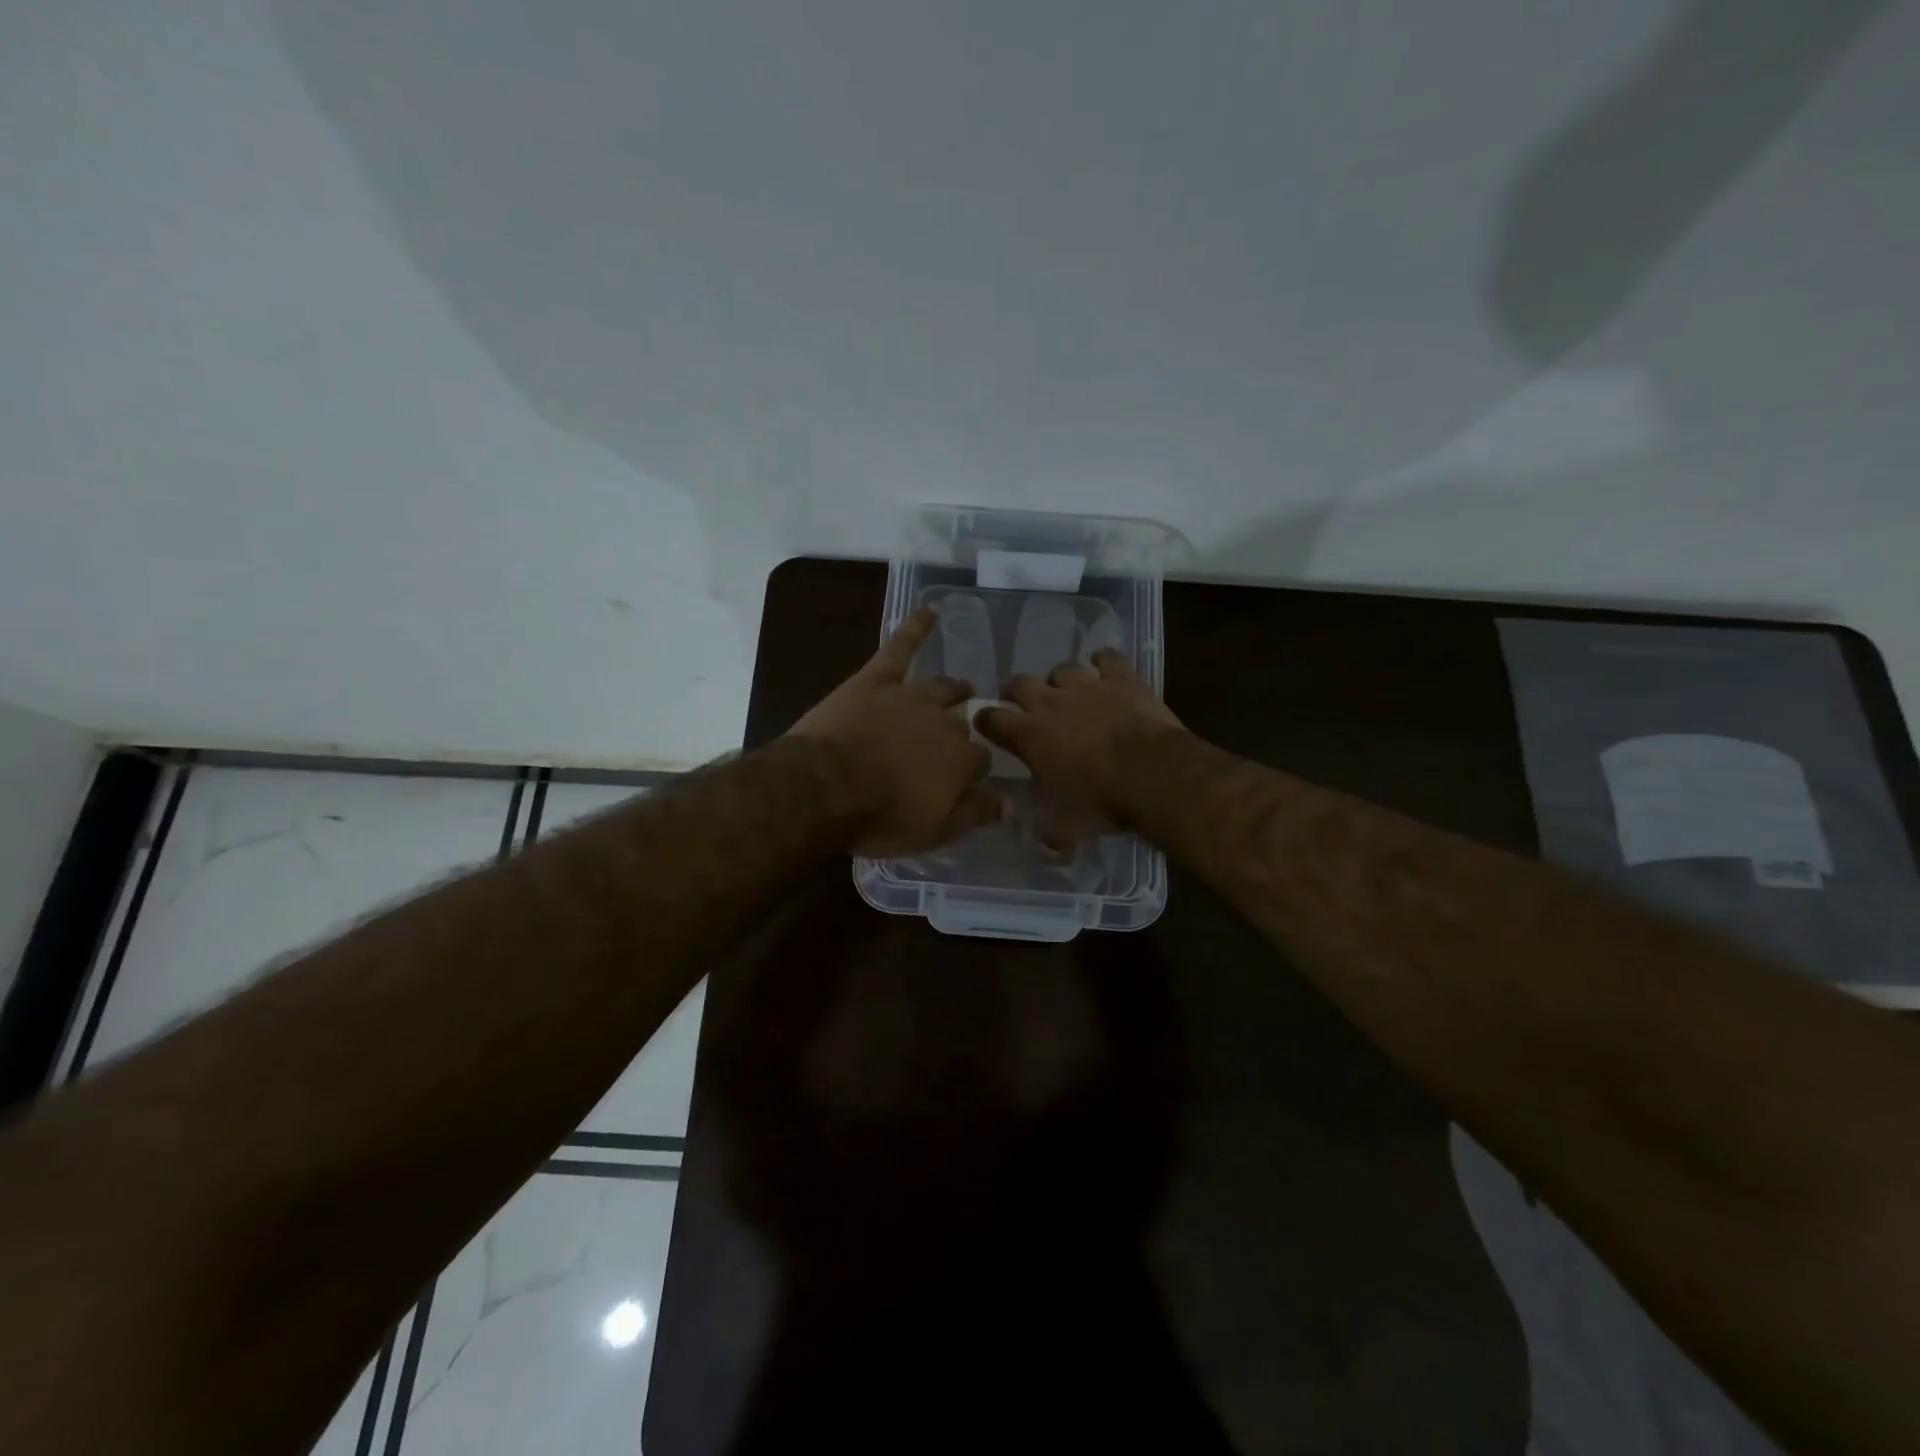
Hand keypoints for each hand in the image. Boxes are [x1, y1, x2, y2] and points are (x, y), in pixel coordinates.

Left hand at [788, 607, 1004, 855]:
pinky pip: (900, 647)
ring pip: (942, 688)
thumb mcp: (933, 832)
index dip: (973, 770)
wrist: (824, 787)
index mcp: (961, 760)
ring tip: (962, 688)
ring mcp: (911, 696)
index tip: (966, 780)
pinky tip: (929, 611)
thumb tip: (1009, 803)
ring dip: (954, 689)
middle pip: (962, 724)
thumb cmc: (879, 817)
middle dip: (962, 731)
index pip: (980, 760)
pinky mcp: (877, 680)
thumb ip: (973, 814)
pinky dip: (915, 628)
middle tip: (954, 740)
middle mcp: (945, 722)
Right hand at [973, 650, 1185, 832]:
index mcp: (1029, 735)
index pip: (991, 718)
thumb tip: (1043, 838)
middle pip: (1019, 682)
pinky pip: (1106, 658)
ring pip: (1061, 669)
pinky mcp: (1120, 677)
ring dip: (1061, 681)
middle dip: (1017, 692)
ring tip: (1070, 694)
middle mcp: (1050, 702)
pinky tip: (1106, 671)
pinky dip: (1103, 662)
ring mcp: (1086, 685)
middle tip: (1026, 706)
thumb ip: (1048, 829)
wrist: (1153, 774)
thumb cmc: (1102, 801)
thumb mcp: (1067, 827)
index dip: (986, 720)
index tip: (988, 726)